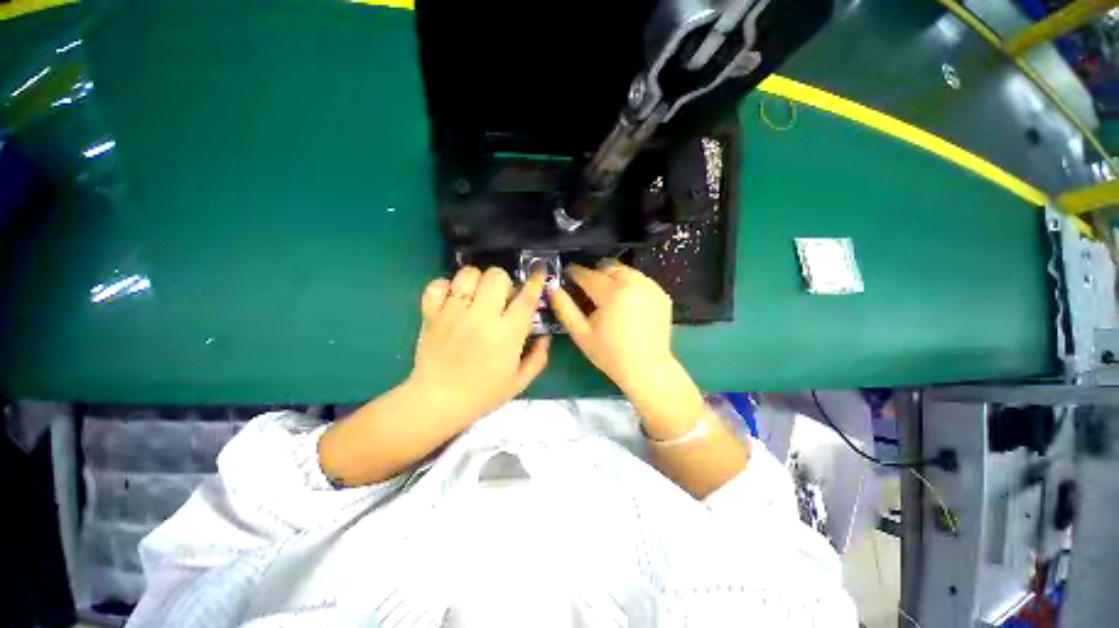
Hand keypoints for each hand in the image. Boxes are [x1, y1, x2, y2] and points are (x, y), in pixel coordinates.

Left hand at [406, 266, 548, 428]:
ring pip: (468, 274)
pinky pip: (437, 284)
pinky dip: (446, 286)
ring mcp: (453, 313)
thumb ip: (538, 357)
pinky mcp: (431, 314)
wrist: (437, 402)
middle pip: (496, 276)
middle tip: (501, 297)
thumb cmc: (483, 394)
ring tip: (476, 295)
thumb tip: (545, 336)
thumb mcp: (519, 381)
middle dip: (504, 282)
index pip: (526, 298)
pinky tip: (452, 299)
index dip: (535, 282)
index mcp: (507, 334)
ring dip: (477, 280)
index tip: (538, 272)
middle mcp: (481, 317)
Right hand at [547, 262, 672, 390]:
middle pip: (607, 267)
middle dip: (595, 273)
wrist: (646, 368)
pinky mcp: (661, 293)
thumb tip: (552, 288)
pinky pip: (640, 279)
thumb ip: (564, 307)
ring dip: (612, 276)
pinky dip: (629, 283)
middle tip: (588, 288)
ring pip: (625, 270)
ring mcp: (650, 287)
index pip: (587, 274)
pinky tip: (625, 300)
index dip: (575, 273)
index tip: (568, 273)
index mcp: (612, 293)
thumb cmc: (609, 354)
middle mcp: (633, 284)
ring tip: (607, 293)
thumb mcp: (581, 333)